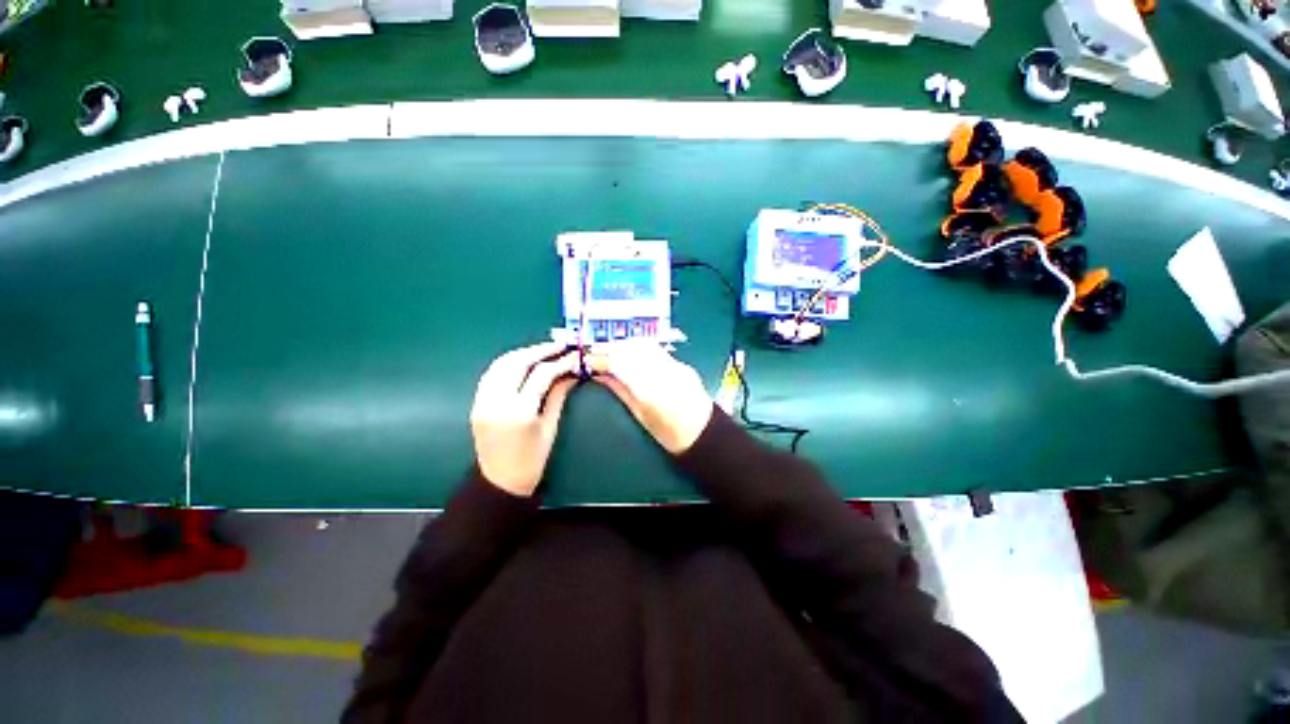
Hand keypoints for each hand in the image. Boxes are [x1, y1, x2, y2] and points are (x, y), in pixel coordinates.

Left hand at [470, 343, 579, 496]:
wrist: (500, 481)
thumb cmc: (532, 459)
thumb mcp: (550, 427)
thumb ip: (558, 395)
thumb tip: (570, 372)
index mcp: (520, 412)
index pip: (541, 375)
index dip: (559, 362)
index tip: (573, 355)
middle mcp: (497, 401)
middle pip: (517, 362)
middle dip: (540, 350)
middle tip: (559, 346)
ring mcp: (483, 400)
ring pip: (501, 364)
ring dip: (523, 353)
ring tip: (543, 350)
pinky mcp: (477, 402)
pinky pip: (492, 373)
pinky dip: (508, 362)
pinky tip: (523, 361)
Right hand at [588, 341, 713, 454]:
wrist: (704, 434)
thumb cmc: (669, 434)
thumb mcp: (640, 415)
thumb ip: (620, 390)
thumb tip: (600, 375)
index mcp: (649, 390)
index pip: (619, 363)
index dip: (600, 358)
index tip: (587, 360)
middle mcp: (662, 371)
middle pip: (631, 348)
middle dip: (610, 346)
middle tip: (594, 352)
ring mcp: (675, 365)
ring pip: (644, 344)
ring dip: (624, 344)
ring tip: (610, 351)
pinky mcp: (681, 364)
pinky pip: (655, 349)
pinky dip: (638, 348)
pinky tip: (630, 354)